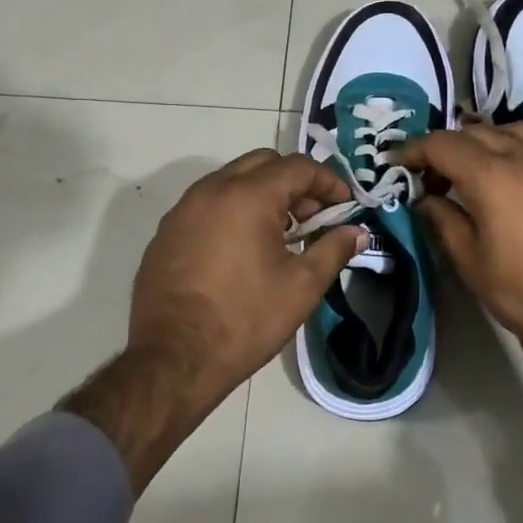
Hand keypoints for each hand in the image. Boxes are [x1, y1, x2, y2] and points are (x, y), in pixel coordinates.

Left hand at [129, 149, 366, 410]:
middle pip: (262, 163)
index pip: (297, 167)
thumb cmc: (245, 319)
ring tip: (281, 234)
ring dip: (262, 194)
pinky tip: (243, 249)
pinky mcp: (166, 232)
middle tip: (313, 217)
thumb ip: (333, 250)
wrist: (173, 359)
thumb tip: (357, 232)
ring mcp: (182, 210)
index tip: (345, 206)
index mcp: (247, 196)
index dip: (328, 182)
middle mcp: (211, 190)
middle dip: (295, 182)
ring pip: (231, 180)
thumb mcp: (302, 286)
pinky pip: (207, 204)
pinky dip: (233, 211)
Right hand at [398, 124, 522, 423]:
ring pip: (510, 129)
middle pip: (474, 131)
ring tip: (471, 167)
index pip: (442, 145)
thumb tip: (426, 199)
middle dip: (445, 146)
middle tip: (430, 175)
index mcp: (492, 176)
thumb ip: (444, 222)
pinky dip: (517, 146)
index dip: (413, 149)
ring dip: (483, 140)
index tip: (396, 162)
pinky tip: (514, 171)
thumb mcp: (472, 263)